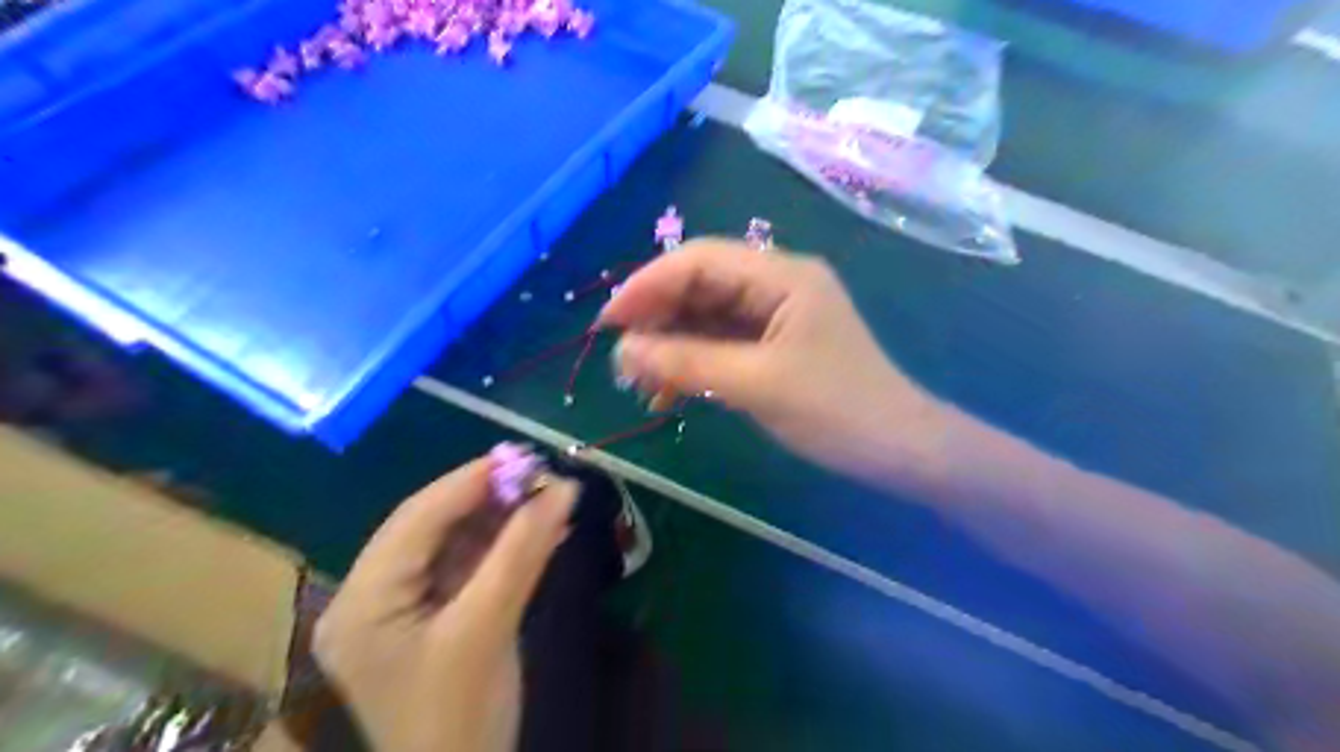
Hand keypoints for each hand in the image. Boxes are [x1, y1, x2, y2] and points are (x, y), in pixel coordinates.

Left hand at [314, 457, 576, 751]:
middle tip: (541, 475)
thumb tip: (564, 488)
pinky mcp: (430, 616)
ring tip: (549, 497)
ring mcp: (400, 607)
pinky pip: (467, 566)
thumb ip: (523, 552)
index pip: (416, 520)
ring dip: (501, 519)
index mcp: (363, 601)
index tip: (524, 455)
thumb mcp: (489, 628)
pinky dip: (503, 547)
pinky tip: (541, 530)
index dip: (471, 481)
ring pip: (453, 543)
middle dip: (489, 498)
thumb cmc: (460, 717)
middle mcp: (370, 596)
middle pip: (433, 527)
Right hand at [599, 241, 951, 486]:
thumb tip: (623, 351)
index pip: (700, 260)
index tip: (608, 321)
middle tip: (620, 359)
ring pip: (706, 318)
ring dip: (670, 345)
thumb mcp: (757, 384)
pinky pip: (720, 344)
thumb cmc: (836, 411)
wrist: (898, 450)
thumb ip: (687, 363)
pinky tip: (667, 392)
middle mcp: (776, 285)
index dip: (648, 285)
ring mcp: (775, 317)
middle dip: (657, 319)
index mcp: (782, 276)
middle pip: (700, 286)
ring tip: (637, 381)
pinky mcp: (773, 347)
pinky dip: (692, 364)